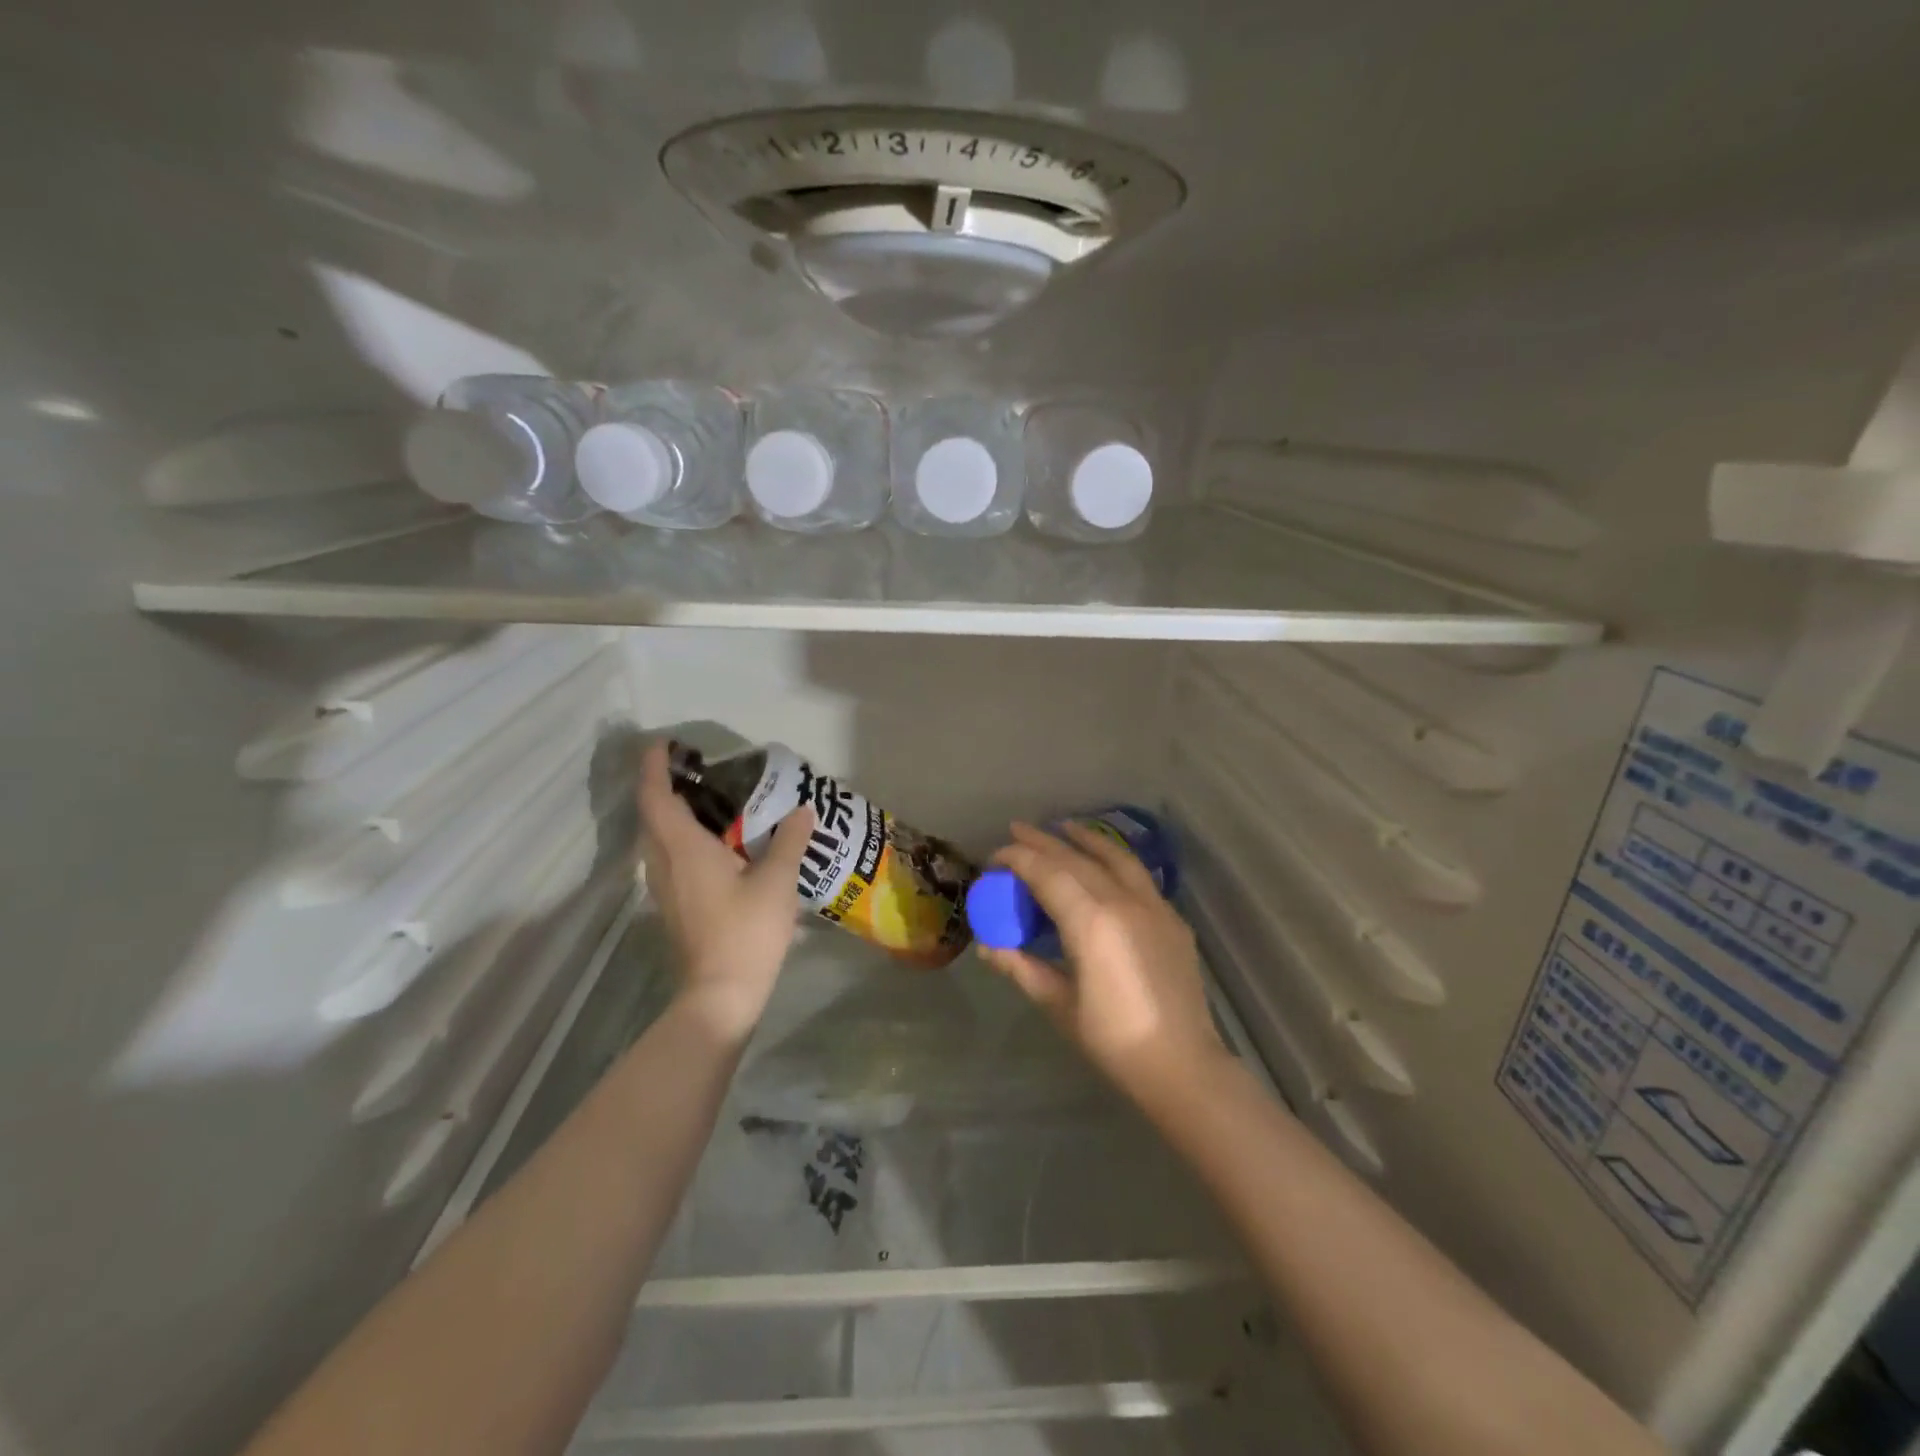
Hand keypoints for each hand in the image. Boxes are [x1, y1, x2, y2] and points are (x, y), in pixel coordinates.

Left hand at [637, 739, 813, 1040]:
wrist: (721, 993)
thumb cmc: (746, 931)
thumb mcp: (777, 880)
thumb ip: (788, 840)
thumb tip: (802, 809)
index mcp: (683, 848)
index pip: (656, 796)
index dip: (653, 767)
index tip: (663, 744)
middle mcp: (664, 863)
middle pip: (651, 815)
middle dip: (662, 786)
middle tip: (693, 768)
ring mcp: (665, 887)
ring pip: (657, 838)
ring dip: (670, 812)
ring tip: (706, 799)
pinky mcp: (674, 905)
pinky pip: (668, 856)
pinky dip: (680, 836)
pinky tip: (714, 842)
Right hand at [980, 822, 1226, 1098]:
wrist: (1182, 1065)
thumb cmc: (1113, 1039)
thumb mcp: (1059, 1003)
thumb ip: (1021, 967)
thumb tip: (987, 947)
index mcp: (1091, 921)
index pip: (1047, 873)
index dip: (1018, 858)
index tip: (996, 857)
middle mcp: (1123, 901)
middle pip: (1076, 859)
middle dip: (1043, 842)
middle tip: (1016, 830)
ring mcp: (1153, 906)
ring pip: (1114, 857)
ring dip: (1084, 839)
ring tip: (1063, 827)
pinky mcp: (1171, 918)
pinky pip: (1138, 875)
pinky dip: (1114, 859)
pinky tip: (1104, 862)